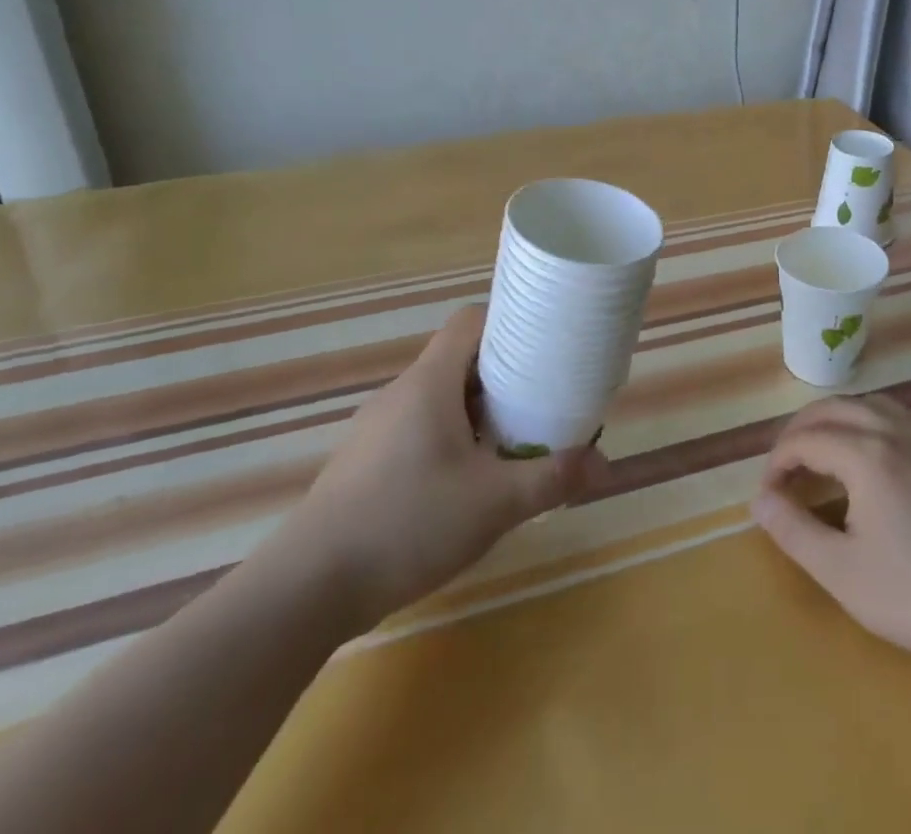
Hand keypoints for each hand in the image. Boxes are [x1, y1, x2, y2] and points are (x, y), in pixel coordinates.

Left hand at [265, 304, 596, 634]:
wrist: (305, 589)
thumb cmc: (406, 524)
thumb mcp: (493, 504)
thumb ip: (552, 479)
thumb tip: (606, 466)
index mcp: (429, 383)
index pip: (469, 321)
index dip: (508, 321)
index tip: (543, 342)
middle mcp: (401, 393)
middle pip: (459, 359)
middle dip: (503, 373)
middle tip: (540, 397)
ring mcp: (377, 428)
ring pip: (439, 397)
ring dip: (477, 410)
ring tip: (511, 440)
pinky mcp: (365, 462)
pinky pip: (419, 428)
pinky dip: (450, 437)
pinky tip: (465, 481)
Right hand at [751, 395, 910, 680]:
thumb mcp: (841, 572)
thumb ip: (793, 530)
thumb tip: (759, 501)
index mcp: (866, 454)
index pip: (806, 439)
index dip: (778, 461)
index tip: (768, 493)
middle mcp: (895, 431)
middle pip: (834, 408)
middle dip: (800, 430)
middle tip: (783, 465)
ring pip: (868, 403)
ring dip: (835, 418)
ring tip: (819, 448)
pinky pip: (897, 415)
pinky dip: (867, 419)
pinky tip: (867, 453)